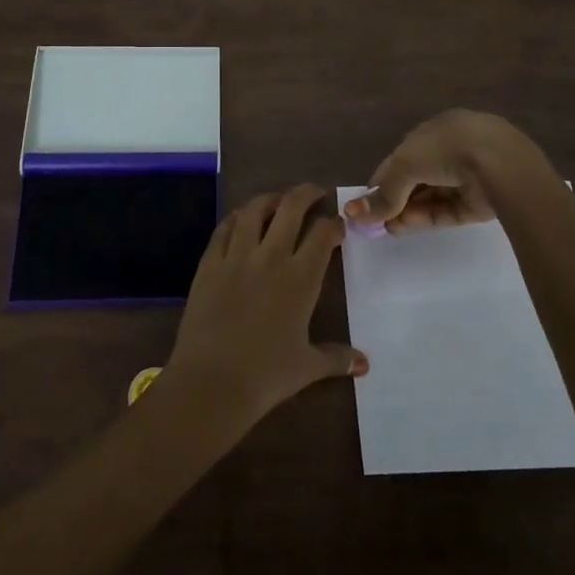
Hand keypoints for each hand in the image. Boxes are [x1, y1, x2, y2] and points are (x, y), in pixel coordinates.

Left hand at [165, 185, 367, 428]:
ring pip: (255, 210)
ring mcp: (237, 256)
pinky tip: (241, 219)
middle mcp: (271, 257)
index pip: (322, 234)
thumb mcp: (307, 368)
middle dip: (306, 194)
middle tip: (314, 192)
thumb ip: (337, 358)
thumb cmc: (266, 376)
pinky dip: (236, 218)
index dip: (333, 223)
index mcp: (301, 278)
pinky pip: (224, 229)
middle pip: (291, 208)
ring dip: (269, 199)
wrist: (211, 382)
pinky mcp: (209, 263)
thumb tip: (365, 365)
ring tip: (278, 200)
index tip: (338, 223)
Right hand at [342, 110, 530, 233]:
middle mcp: (451, 151)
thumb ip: (383, 193)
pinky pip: (446, 211)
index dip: (381, 179)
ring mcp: (467, 177)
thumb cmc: (446, 149)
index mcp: (434, 131)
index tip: (366, 201)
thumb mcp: (405, 165)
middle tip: (375, 221)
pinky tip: (405, 228)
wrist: (500, 163)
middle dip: (394, 199)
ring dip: (407, 211)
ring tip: (387, 229)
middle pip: (416, 179)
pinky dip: (425, 218)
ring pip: (430, 197)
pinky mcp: (479, 202)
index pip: (402, 157)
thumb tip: (352, 213)